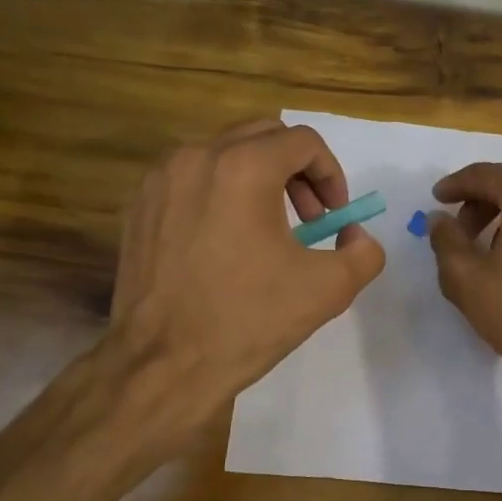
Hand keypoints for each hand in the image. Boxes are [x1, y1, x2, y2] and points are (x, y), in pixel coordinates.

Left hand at [109, 118, 384, 431]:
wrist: (164, 364)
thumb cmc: (248, 320)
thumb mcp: (330, 289)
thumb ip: (364, 252)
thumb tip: (355, 235)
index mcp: (244, 168)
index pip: (304, 142)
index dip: (332, 175)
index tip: (334, 218)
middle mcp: (197, 157)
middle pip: (263, 136)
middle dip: (297, 170)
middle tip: (310, 218)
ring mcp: (160, 180)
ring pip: (223, 154)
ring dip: (258, 179)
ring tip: (268, 230)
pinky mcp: (138, 205)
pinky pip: (191, 179)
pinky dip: (219, 194)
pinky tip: (225, 243)